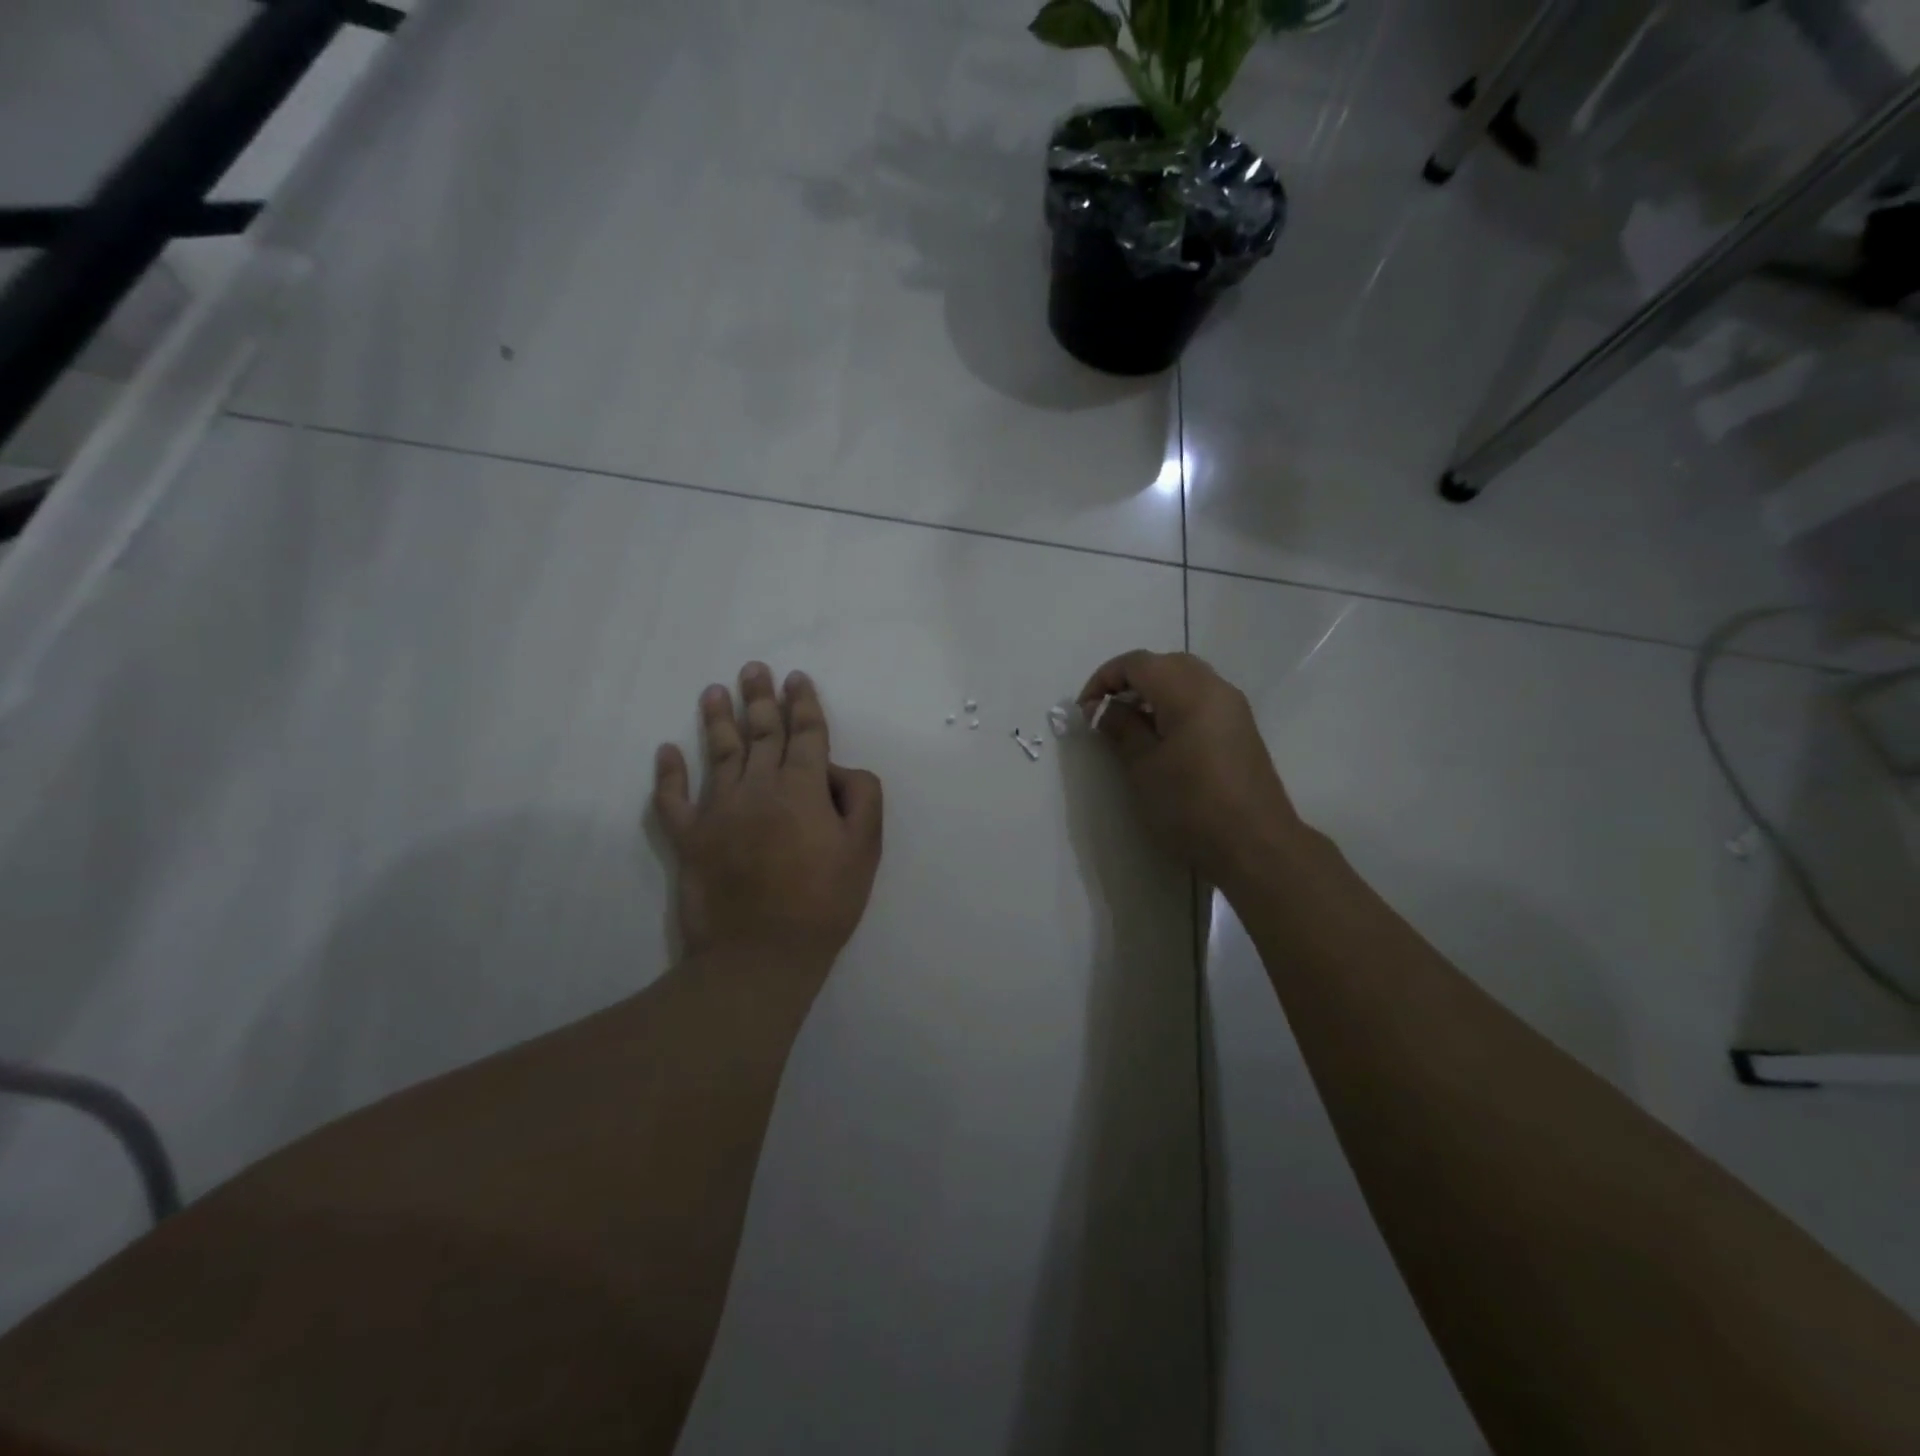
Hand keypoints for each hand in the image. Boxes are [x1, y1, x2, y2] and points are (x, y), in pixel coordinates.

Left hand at [654, 664, 882, 973]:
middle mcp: (758, 786)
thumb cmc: (823, 902)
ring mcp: (718, 810)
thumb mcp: (866, 849)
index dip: (803, 703)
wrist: (761, 955)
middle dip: (761, 698)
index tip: (797, 679)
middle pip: (761, 733)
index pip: (805, 733)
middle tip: (755, 668)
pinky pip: (673, 799)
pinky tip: (667, 751)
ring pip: (719, 753)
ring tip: (715, 691)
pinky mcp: (690, 838)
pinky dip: (669, 774)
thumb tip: (835, 769)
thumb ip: (861, 796)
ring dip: (718, 719)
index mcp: (802, 787)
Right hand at [1079, 650, 1307, 888]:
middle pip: (1165, 664)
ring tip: (1130, 725)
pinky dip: (1175, 704)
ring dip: (1153, 691)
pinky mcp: (1241, 728)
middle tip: (1106, 712)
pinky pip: (1202, 698)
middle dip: (1130, 680)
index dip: (1105, 678)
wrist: (1255, 845)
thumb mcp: (1143, 767)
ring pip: (1186, 678)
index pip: (1138, 663)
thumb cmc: (1190, 806)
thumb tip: (1100, 707)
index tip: (1085, 709)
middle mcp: (1216, 688)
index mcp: (1189, 692)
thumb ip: (1120, 728)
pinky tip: (1161, 737)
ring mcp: (1233, 707)